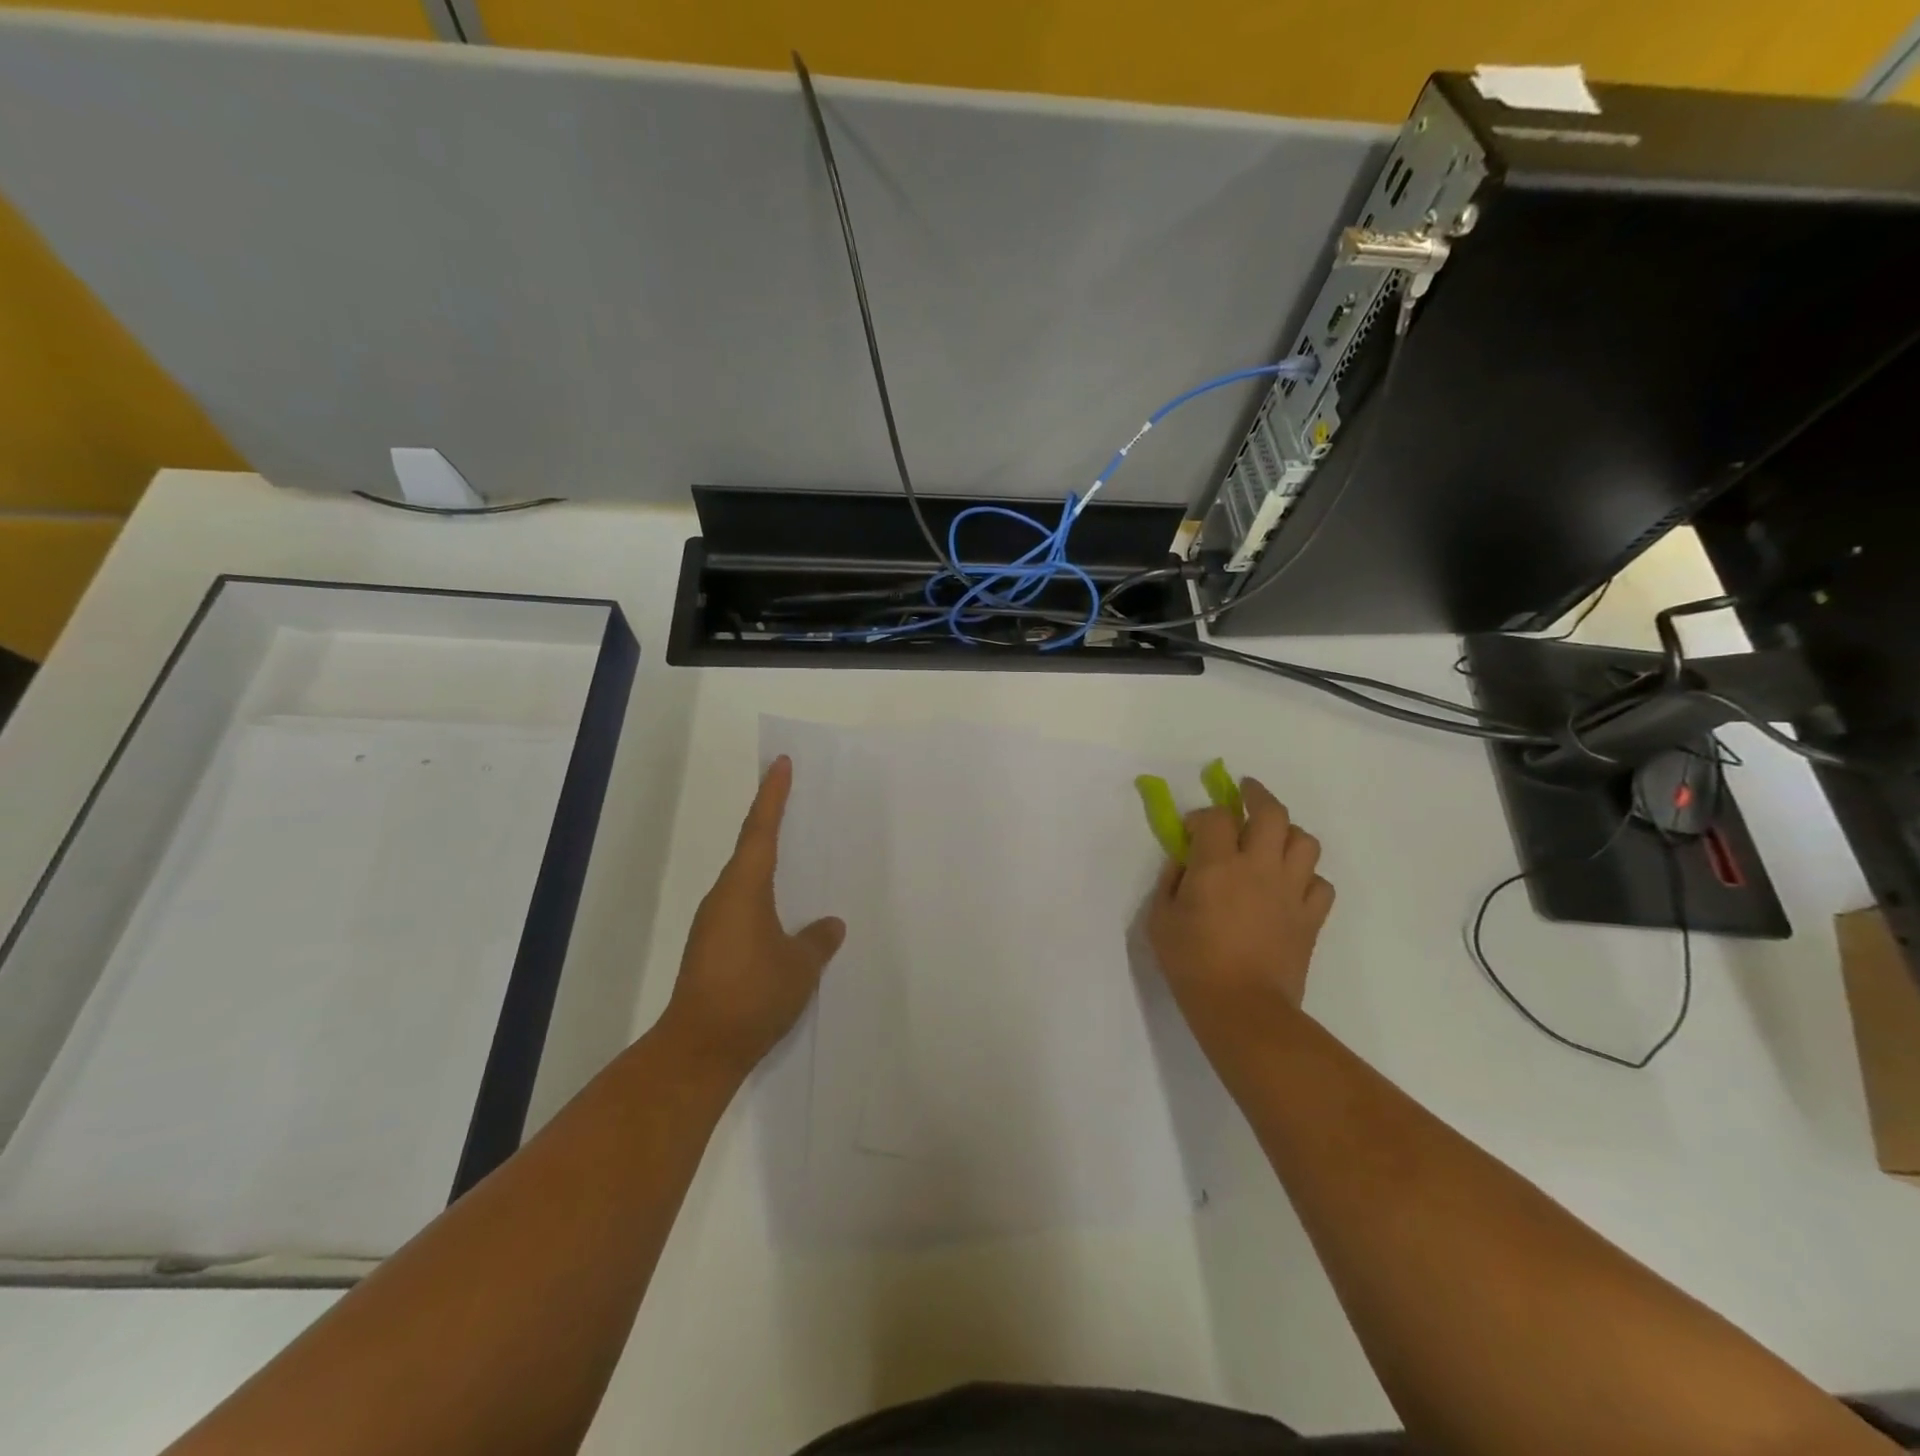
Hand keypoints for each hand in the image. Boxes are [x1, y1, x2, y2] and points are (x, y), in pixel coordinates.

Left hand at [658, 756, 845, 1077]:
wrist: (699, 1049)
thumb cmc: (753, 995)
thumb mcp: (800, 966)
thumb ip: (818, 940)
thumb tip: (830, 925)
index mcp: (744, 888)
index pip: (761, 829)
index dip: (773, 795)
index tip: (781, 764)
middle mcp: (723, 897)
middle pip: (749, 849)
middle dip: (770, 822)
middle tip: (795, 801)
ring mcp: (713, 924)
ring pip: (745, 881)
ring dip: (767, 863)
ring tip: (798, 857)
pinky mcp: (711, 948)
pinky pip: (742, 907)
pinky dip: (763, 897)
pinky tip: (783, 914)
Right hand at [1146, 776, 1334, 1039]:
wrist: (1242, 1008)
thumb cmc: (1191, 963)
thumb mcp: (1160, 920)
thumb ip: (1170, 882)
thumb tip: (1184, 863)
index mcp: (1217, 864)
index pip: (1215, 816)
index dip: (1202, 816)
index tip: (1192, 830)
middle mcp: (1258, 866)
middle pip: (1271, 812)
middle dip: (1257, 795)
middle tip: (1246, 793)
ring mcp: (1290, 890)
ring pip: (1305, 841)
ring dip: (1288, 833)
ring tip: (1273, 839)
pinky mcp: (1310, 917)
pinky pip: (1321, 883)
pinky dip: (1308, 877)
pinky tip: (1291, 885)